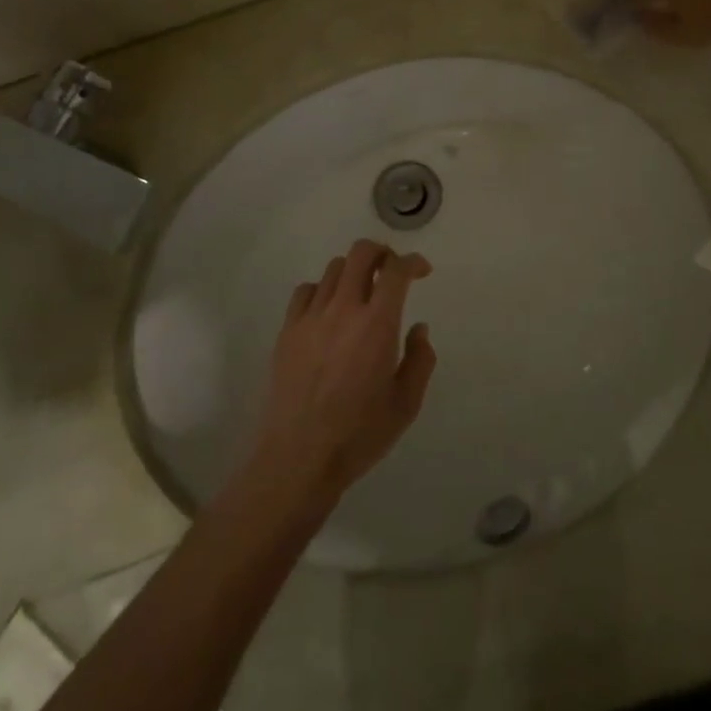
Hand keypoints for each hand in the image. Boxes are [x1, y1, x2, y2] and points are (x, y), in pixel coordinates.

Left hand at [253, 240, 438, 502]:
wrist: (300, 457)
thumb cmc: (360, 434)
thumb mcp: (406, 403)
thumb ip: (420, 359)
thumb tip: (418, 329)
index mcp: (378, 324)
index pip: (396, 271)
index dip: (413, 262)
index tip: (422, 271)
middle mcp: (344, 310)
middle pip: (361, 253)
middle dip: (382, 253)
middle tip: (393, 271)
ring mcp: (311, 318)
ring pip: (334, 269)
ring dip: (355, 272)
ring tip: (363, 294)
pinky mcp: (288, 331)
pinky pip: (306, 291)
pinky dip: (324, 290)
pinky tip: (330, 312)